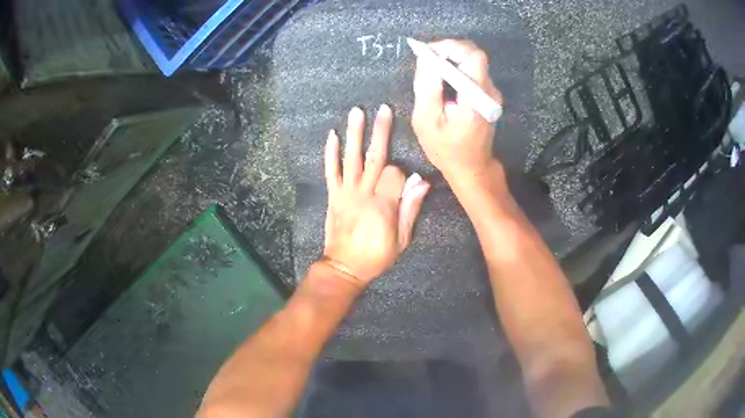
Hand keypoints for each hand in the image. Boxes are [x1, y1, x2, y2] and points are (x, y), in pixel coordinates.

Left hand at [322, 105, 430, 285]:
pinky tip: (332, 135)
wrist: (344, 267)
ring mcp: (346, 192)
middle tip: (383, 109)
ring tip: (356, 112)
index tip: (406, 180)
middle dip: (380, 131)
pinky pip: (331, 171)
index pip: (395, 174)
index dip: (403, 173)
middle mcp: (364, 193)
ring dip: (355, 134)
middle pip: (374, 156)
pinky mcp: (333, 195)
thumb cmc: (376, 256)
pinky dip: (331, 153)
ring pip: (352, 158)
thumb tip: (423, 183)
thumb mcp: (402, 240)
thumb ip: (410, 209)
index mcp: (384, 205)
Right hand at [411, 39, 502, 180]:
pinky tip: (442, 78)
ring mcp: (491, 93)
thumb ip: (427, 86)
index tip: (427, 51)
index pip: (472, 56)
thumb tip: (425, 58)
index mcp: (476, 97)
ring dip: (452, 58)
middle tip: (427, 58)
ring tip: (431, 68)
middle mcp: (489, 91)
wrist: (471, 167)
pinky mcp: (488, 96)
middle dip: (449, 50)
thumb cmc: (446, 148)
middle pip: (474, 55)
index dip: (450, 46)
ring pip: (473, 61)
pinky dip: (456, 68)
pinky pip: (472, 72)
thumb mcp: (426, 120)